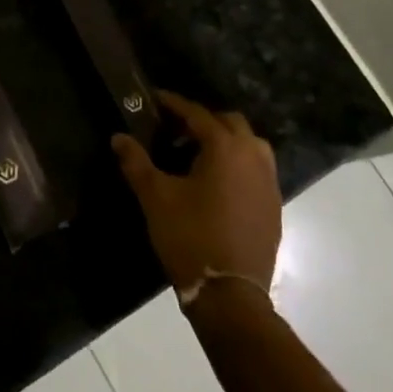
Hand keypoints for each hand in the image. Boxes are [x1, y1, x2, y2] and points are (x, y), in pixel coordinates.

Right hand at [112, 92, 281, 294]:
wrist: (230, 293)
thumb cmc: (190, 236)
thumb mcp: (155, 197)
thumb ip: (136, 163)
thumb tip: (118, 137)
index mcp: (226, 148)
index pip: (198, 114)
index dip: (174, 104)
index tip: (156, 98)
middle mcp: (254, 157)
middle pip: (230, 123)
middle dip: (203, 120)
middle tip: (175, 130)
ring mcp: (269, 182)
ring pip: (249, 145)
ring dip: (225, 141)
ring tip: (196, 155)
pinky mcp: (273, 206)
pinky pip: (256, 170)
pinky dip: (237, 164)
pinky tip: (216, 183)